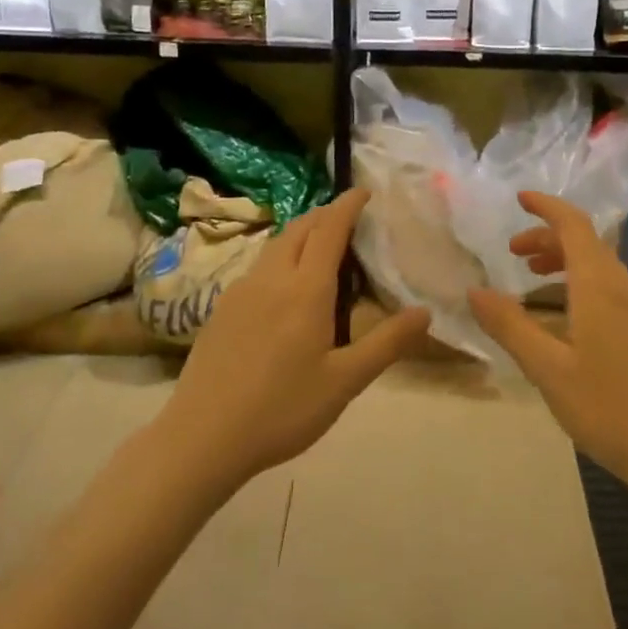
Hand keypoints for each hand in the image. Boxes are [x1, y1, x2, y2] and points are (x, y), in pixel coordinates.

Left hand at [157, 188, 431, 491]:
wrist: (202, 437)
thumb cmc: (282, 409)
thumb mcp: (344, 382)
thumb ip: (387, 343)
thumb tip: (425, 312)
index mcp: (305, 290)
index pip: (329, 229)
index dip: (347, 205)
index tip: (363, 191)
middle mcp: (271, 278)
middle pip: (299, 229)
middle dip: (324, 214)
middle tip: (347, 217)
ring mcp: (240, 291)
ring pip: (275, 245)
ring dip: (301, 234)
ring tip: (320, 246)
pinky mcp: (221, 308)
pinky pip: (258, 266)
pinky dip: (281, 257)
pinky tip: (284, 286)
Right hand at [469, 191, 627, 495]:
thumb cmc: (607, 407)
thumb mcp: (547, 368)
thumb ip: (510, 326)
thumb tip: (475, 290)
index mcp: (599, 286)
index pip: (573, 225)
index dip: (546, 207)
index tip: (519, 199)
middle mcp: (624, 288)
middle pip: (586, 243)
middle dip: (548, 237)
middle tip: (513, 253)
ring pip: (600, 266)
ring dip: (565, 260)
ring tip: (534, 278)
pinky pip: (610, 287)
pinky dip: (581, 281)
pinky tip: (568, 314)